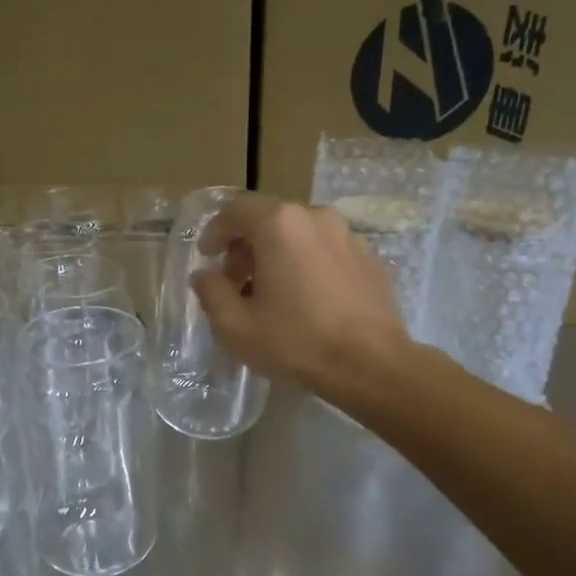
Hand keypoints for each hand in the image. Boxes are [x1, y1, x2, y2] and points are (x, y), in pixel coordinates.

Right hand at [188, 193, 410, 396]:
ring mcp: (348, 235)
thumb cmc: (296, 342)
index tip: (207, 257)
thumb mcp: (236, 326)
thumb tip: (204, 275)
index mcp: (279, 225)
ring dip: (277, 255)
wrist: (371, 365)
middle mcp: (316, 217)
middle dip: (246, 246)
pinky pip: (326, 251)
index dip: (215, 231)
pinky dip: (307, 264)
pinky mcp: (369, 258)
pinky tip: (306, 300)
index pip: (235, 210)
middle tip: (236, 282)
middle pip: (269, 219)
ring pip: (300, 234)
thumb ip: (211, 293)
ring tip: (271, 294)